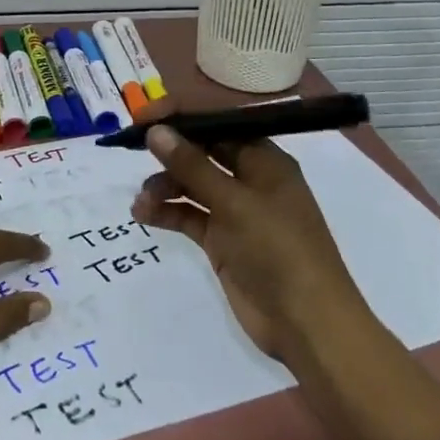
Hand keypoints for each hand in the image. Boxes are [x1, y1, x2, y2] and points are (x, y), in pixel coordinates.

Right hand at [131, 125, 370, 360]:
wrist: (307, 323)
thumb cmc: (278, 250)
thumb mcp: (234, 202)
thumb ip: (192, 166)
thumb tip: (156, 131)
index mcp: (265, 161)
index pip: (219, 125)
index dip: (183, 118)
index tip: (146, 115)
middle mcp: (250, 181)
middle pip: (202, 154)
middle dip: (169, 152)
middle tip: (132, 150)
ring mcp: (236, 212)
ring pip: (192, 186)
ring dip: (165, 186)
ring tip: (142, 201)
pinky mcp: (223, 241)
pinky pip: (189, 216)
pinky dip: (167, 213)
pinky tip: (143, 215)